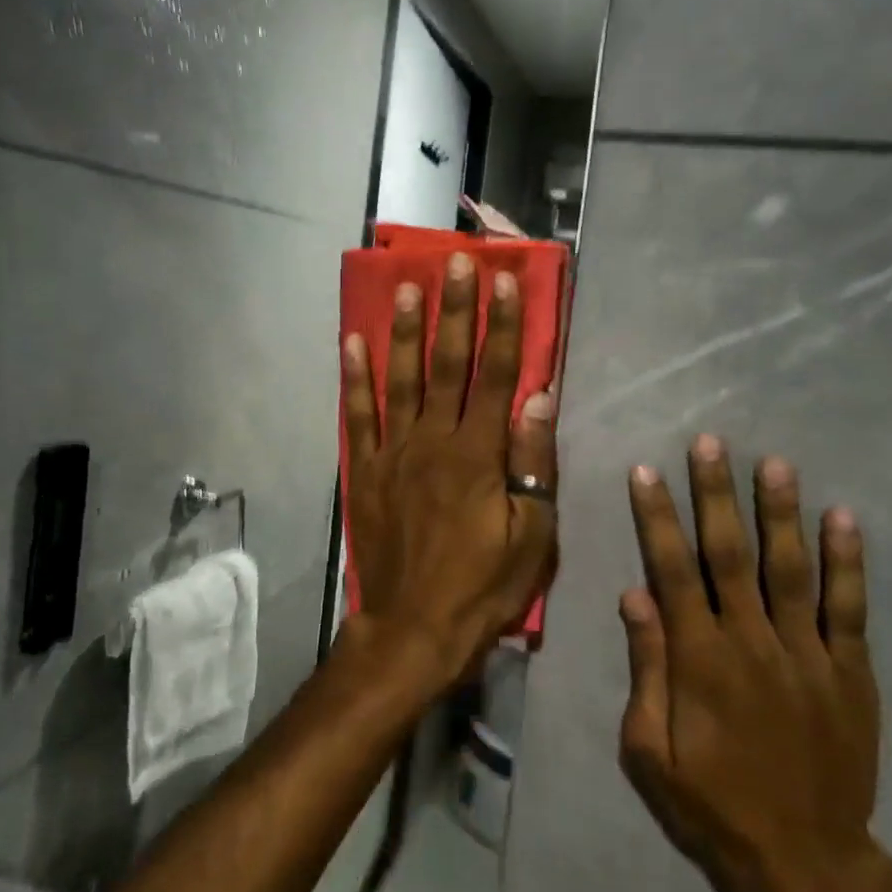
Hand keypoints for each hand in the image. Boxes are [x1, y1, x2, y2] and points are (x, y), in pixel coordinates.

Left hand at [339, 253, 557, 689]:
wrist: (413, 629)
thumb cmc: (482, 588)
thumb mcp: (532, 537)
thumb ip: (533, 464)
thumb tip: (539, 398)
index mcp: (479, 455)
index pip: (496, 376)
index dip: (504, 326)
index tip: (506, 282)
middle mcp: (433, 441)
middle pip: (447, 364)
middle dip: (454, 310)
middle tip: (455, 262)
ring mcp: (393, 453)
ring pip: (400, 379)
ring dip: (404, 330)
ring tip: (405, 286)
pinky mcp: (365, 471)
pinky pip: (358, 416)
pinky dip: (354, 379)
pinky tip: (352, 342)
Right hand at [618, 437, 883, 891]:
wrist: (805, 859)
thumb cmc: (712, 802)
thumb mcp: (649, 749)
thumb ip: (646, 668)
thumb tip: (634, 595)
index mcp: (698, 658)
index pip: (671, 570)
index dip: (657, 518)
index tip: (646, 472)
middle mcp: (751, 641)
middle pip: (729, 554)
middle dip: (716, 494)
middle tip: (711, 443)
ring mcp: (807, 654)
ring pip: (790, 569)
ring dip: (780, 513)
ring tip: (775, 463)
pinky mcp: (850, 673)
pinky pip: (849, 609)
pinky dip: (847, 562)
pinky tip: (843, 518)